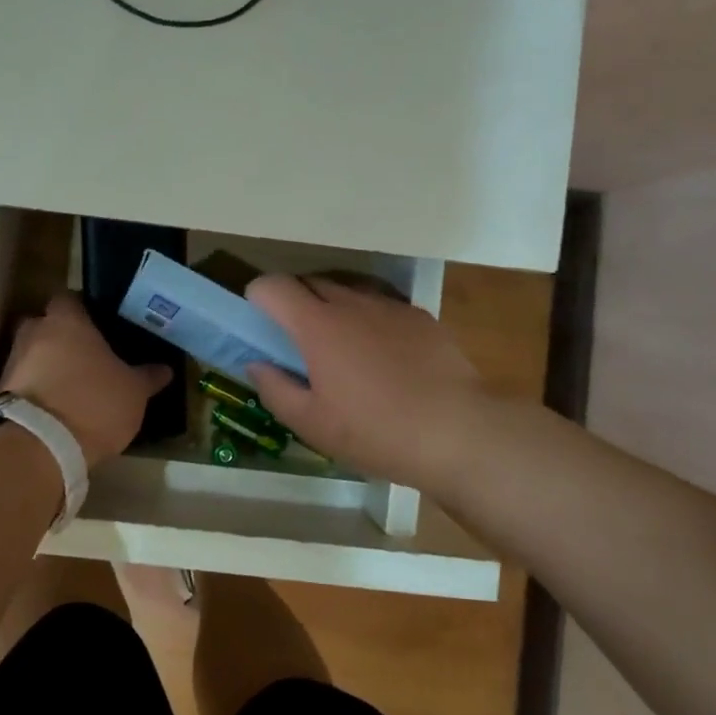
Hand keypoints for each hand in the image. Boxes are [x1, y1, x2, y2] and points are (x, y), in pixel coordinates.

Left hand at [0, 293, 172, 466]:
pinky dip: (38, 390)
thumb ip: (148, 376)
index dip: (83, 309)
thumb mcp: (133, 392)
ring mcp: (13, 362)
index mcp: (66, 321)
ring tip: (74, 386)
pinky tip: (58, 407)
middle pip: (47, 325)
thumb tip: (165, 369)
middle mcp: (34, 333)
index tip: (100, 323)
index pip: (69, 298)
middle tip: (87, 355)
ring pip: (34, 354)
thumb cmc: (93, 403)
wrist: (40, 447)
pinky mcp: (1, 393)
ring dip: (48, 366)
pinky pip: (24, 382)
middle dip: (62, 337)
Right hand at [244, 275, 489, 491]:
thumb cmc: (376, 431)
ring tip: (344, 353)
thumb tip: (256, 364)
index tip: (260, 325)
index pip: (273, 286)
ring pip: (347, 293)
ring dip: (333, 311)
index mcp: (317, 325)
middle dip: (294, 304)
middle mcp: (351, 302)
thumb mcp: (313, 424)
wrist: (459, 431)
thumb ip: (275, 389)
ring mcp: (389, 306)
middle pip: (309, 283)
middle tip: (298, 344)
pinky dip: (370, 322)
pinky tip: (385, 360)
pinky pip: (381, 307)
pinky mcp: (420, 316)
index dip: (258, 298)